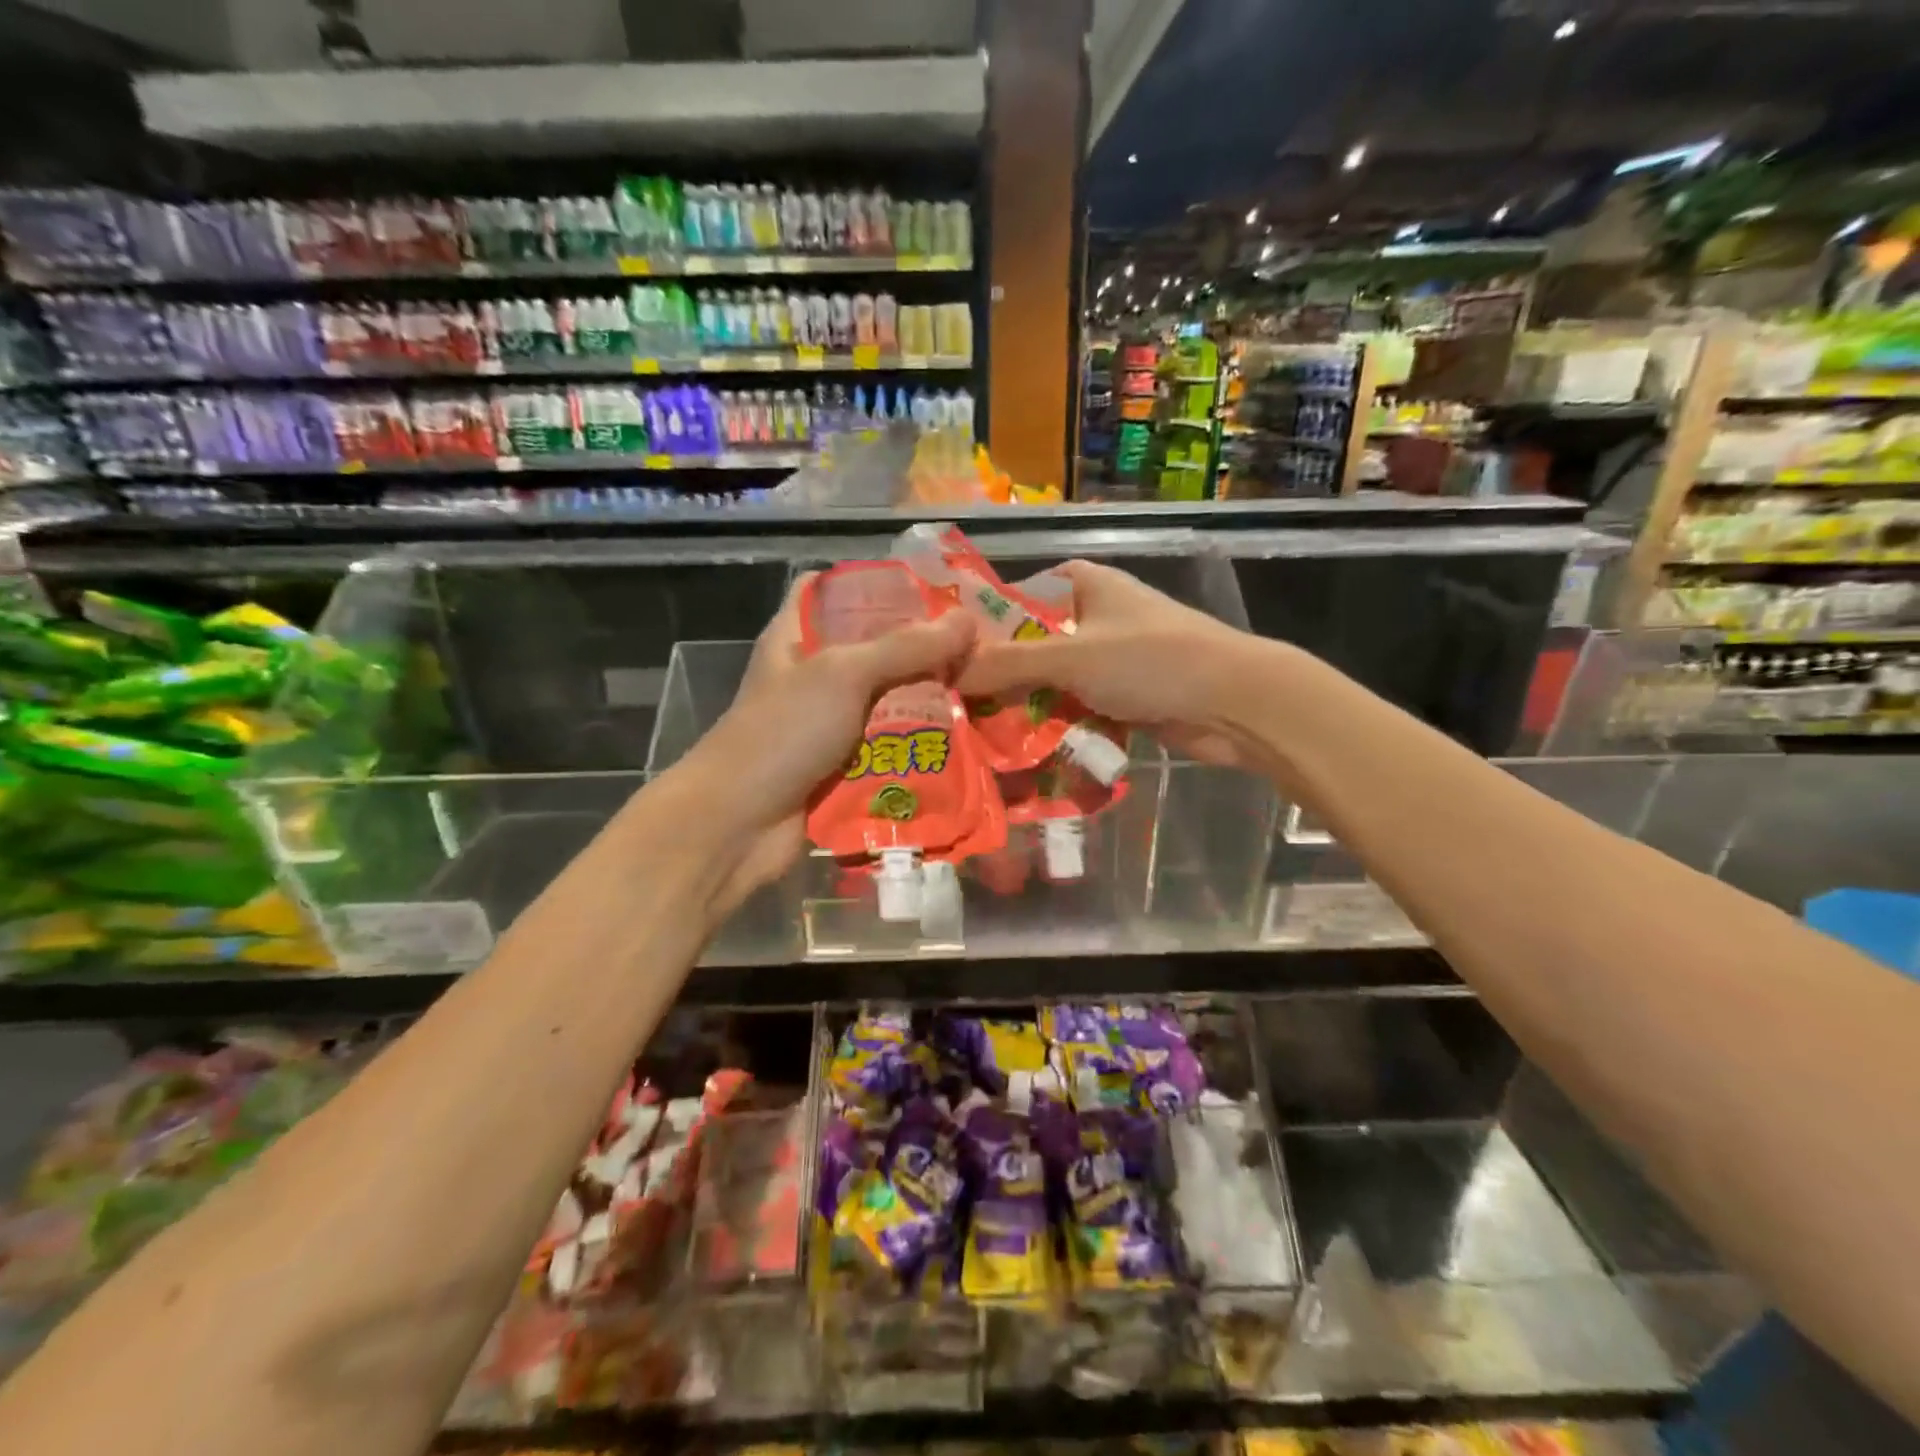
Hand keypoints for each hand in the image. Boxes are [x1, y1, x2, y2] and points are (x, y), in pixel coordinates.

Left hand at [657, 576, 975, 913]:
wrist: (739, 825)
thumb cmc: (782, 733)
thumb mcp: (842, 675)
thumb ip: (904, 647)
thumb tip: (967, 622)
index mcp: (798, 638)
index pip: (832, 591)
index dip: (877, 584)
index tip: (932, 588)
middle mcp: (815, 677)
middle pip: (874, 651)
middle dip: (923, 650)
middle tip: (981, 644)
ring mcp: (829, 725)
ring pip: (889, 703)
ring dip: (930, 701)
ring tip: (988, 689)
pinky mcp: (845, 768)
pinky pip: (891, 748)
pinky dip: (921, 745)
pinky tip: (967, 739)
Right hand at [957, 560, 1270, 768]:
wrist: (1233, 704)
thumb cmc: (1151, 660)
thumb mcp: (1071, 657)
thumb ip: (1008, 664)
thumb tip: (949, 674)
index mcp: (1087, 585)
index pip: (1021, 593)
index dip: (986, 617)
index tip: (950, 649)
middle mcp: (1098, 617)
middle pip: (1034, 642)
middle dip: (1000, 671)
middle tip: (954, 700)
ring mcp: (1113, 660)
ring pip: (1054, 680)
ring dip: (1026, 703)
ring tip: (976, 728)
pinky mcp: (1126, 697)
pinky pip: (1077, 707)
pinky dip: (1056, 723)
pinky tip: (1020, 747)